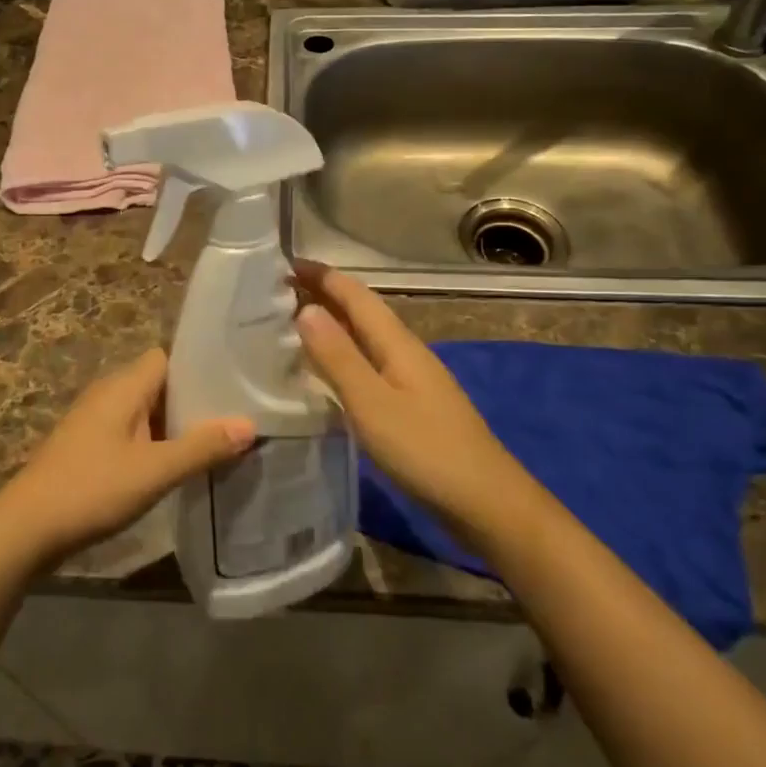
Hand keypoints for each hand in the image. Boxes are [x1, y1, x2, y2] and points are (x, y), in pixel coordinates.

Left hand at [0, 348, 255, 573]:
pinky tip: (178, 464)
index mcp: (124, 386)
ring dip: (176, 424)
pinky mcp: (89, 446)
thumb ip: (202, 447)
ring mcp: (96, 420)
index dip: (199, 365)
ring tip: (217, 440)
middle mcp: (109, 393)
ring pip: (147, 410)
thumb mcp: (154, 471)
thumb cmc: (91, 489)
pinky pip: (133, 431)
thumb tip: (249, 424)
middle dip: (195, 398)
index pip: (168, 356)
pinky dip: (156, 441)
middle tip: (236, 415)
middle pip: (160, 383)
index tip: (236, 381)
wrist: (25, 529)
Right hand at [294, 263, 517, 537]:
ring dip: (332, 325)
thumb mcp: (372, 403)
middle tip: (279, 292)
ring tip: (293, 325)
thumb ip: (338, 357)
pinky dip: (344, 356)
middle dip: (324, 295)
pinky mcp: (413, 405)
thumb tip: (305, 308)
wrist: (486, 502)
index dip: (322, 276)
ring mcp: (412, 379)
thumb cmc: (425, 449)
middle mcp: (406, 352)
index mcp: (397, 343)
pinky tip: (328, 373)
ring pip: (365, 338)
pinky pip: (370, 364)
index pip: (355, 295)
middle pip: (361, 312)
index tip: (284, 263)